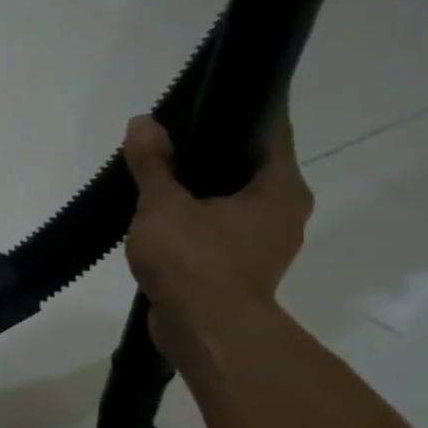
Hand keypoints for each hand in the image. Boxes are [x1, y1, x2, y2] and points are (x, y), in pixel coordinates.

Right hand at [122, 112, 313, 361]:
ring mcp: (265, 241)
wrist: (205, 332)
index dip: (239, 109)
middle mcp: (284, 209)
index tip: (207, 95)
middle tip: (169, 135)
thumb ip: (153, 164)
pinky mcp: (240, 265)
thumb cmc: (194, 261)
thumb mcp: (163, 205)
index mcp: (280, 187)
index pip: (269, 130)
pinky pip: (219, 226)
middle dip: (211, 150)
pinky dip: (196, 216)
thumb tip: (143, 122)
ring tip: (159, 174)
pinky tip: (161, 214)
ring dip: (201, 187)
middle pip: (249, 164)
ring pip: (233, 198)